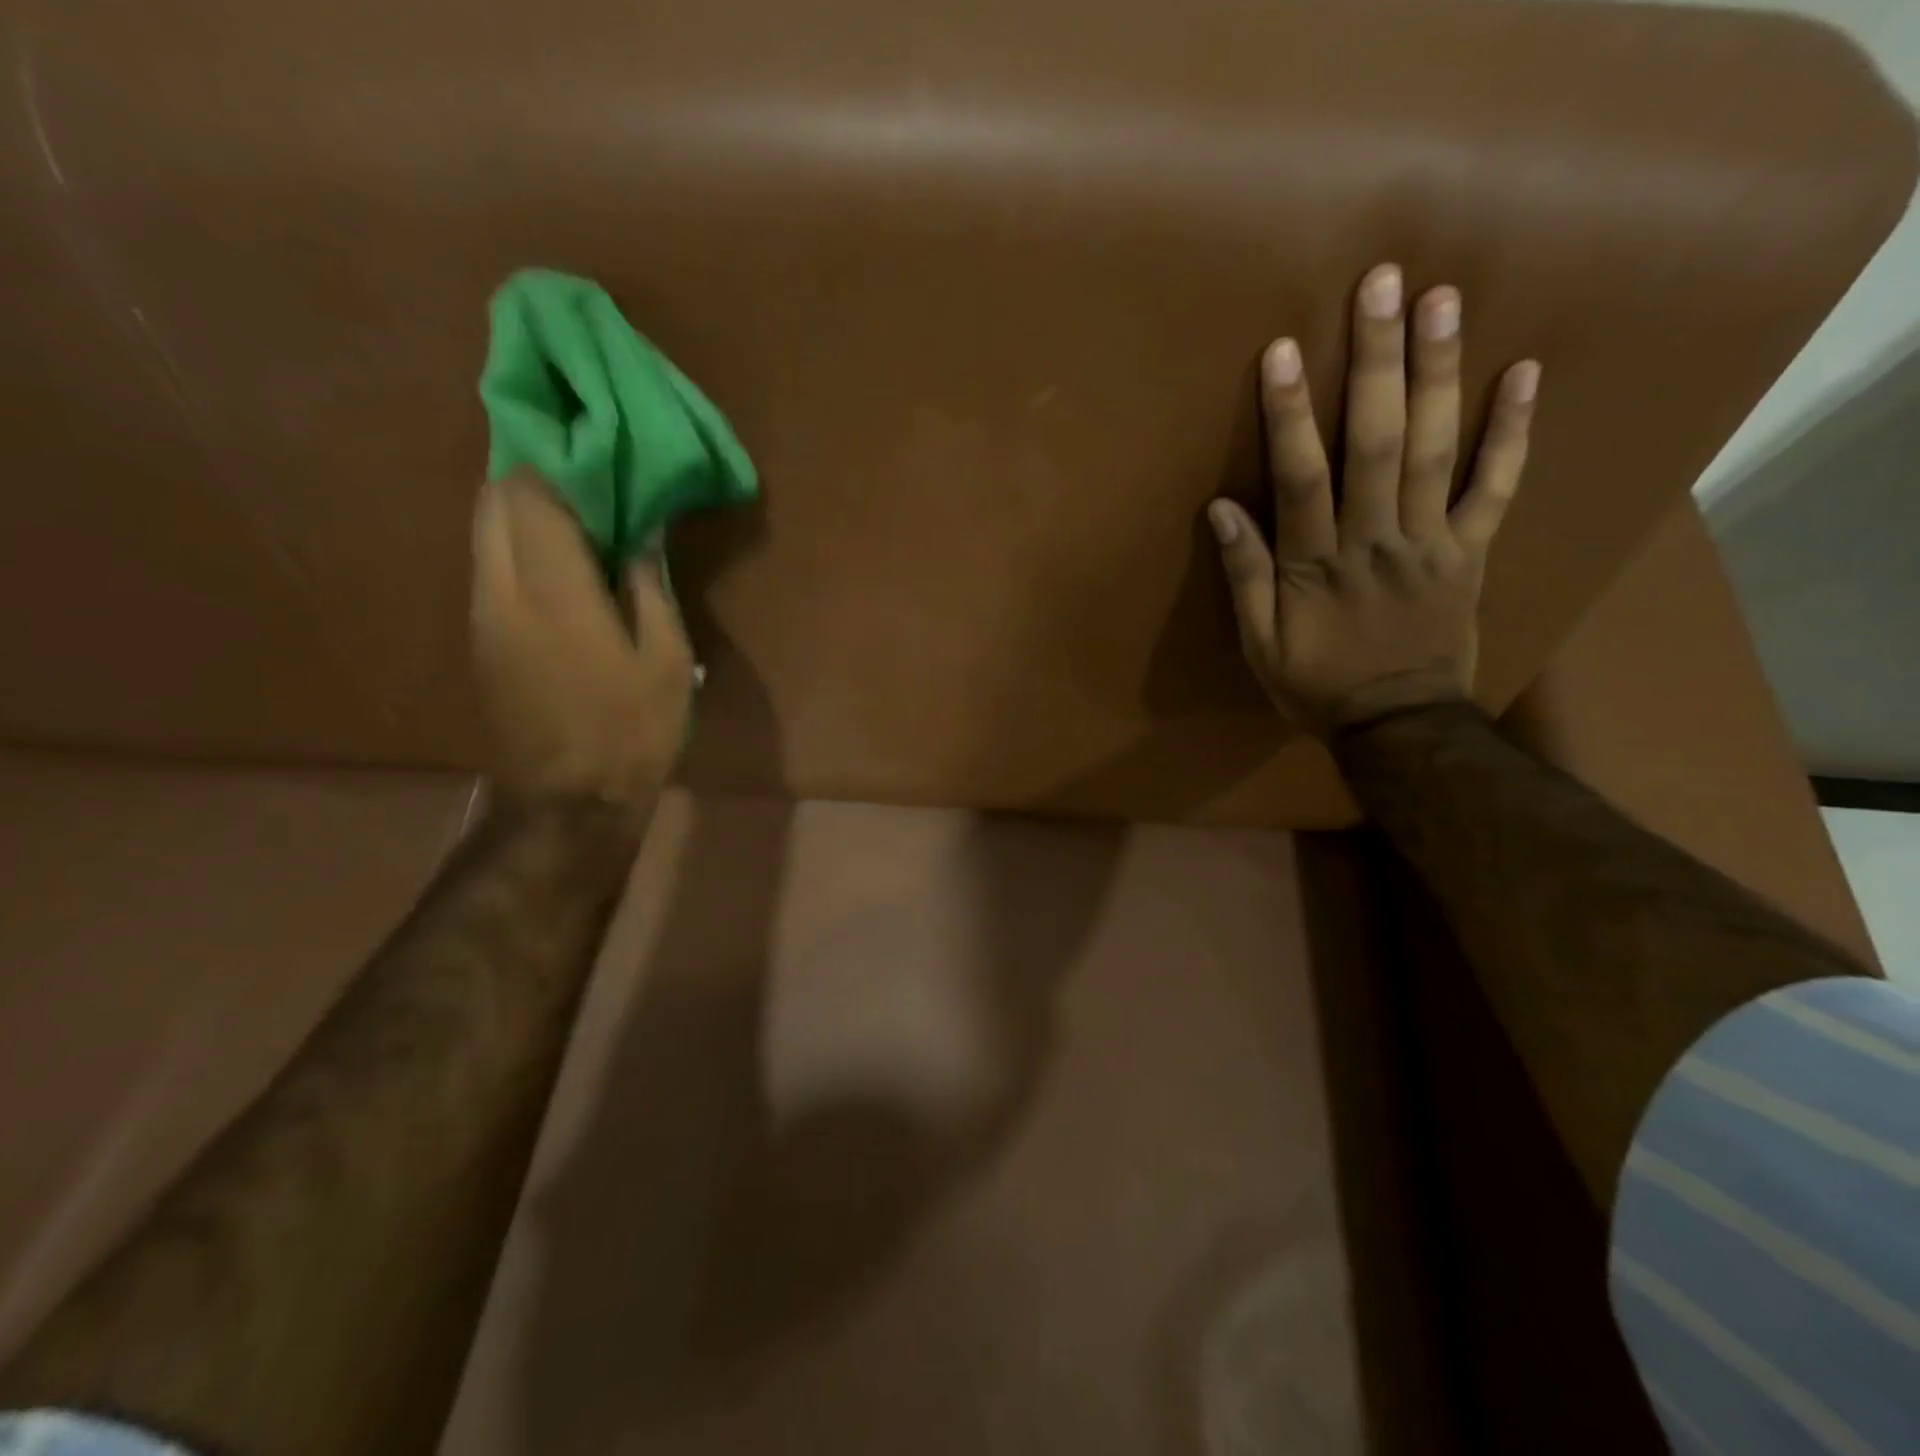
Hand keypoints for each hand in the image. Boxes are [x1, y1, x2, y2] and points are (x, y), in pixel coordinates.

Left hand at [470, 471, 694, 810]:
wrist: (569, 802)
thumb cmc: (631, 729)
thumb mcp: (665, 658)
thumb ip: (648, 585)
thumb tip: (639, 532)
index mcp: (552, 590)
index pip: (531, 493)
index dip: (558, 461)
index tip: (595, 449)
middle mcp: (501, 589)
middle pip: (494, 503)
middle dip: (532, 476)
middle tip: (587, 477)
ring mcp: (483, 616)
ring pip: (486, 535)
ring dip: (522, 513)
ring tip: (578, 515)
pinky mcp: (481, 641)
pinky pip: (491, 569)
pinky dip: (518, 549)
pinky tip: (561, 566)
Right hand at [1208, 264, 1539, 735]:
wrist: (1399, 726)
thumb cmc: (1318, 685)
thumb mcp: (1260, 644)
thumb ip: (1245, 575)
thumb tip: (1220, 509)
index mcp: (1316, 565)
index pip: (1301, 479)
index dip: (1291, 415)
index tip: (1285, 351)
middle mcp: (1375, 540)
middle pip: (1377, 444)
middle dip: (1377, 364)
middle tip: (1383, 284)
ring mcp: (1432, 542)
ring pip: (1438, 450)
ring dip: (1441, 374)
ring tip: (1444, 300)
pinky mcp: (1472, 552)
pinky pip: (1498, 488)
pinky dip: (1515, 431)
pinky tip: (1526, 372)